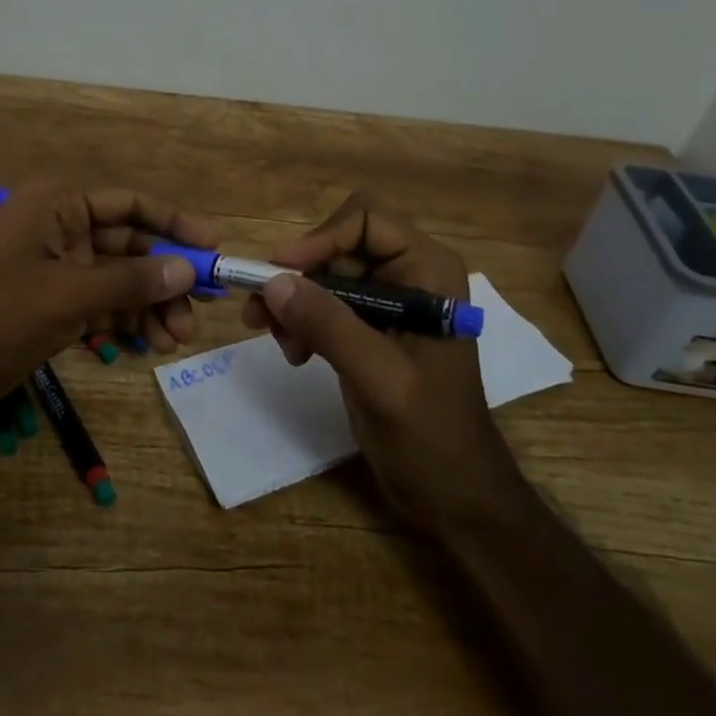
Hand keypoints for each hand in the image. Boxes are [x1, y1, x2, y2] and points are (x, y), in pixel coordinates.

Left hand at [0, 182, 215, 420]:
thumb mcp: (66, 295)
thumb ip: (129, 282)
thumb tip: (187, 271)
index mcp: (59, 205)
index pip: (131, 205)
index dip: (175, 224)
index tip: (213, 250)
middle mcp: (60, 229)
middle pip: (129, 246)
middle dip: (163, 278)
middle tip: (199, 313)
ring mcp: (55, 270)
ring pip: (118, 281)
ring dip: (148, 306)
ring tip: (175, 340)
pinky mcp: (49, 306)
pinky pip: (99, 306)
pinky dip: (123, 323)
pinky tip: (147, 345)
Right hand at [243, 192, 526, 533]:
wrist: (454, 496)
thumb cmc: (431, 436)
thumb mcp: (380, 379)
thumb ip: (330, 325)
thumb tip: (272, 281)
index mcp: (428, 270)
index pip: (366, 220)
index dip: (319, 238)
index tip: (279, 273)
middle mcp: (409, 273)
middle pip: (338, 244)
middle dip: (298, 275)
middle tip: (260, 312)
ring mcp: (388, 300)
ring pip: (325, 272)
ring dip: (294, 301)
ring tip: (278, 341)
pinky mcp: (369, 326)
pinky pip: (324, 302)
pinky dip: (301, 320)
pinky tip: (295, 354)